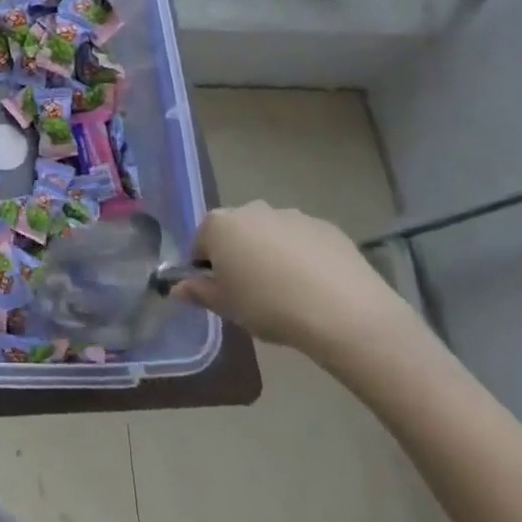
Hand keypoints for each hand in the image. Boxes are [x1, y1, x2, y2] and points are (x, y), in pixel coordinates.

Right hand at [173, 201, 412, 355]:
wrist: (343, 312)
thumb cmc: (268, 306)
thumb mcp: (226, 307)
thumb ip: (199, 293)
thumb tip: (177, 288)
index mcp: (219, 224)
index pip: (200, 243)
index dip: (207, 269)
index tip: (221, 293)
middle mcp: (251, 210)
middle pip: (236, 233)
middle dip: (239, 256)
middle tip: (252, 293)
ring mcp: (291, 215)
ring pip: (270, 235)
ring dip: (271, 254)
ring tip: (288, 292)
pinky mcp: (325, 226)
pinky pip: (303, 241)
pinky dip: (303, 257)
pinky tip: (316, 287)